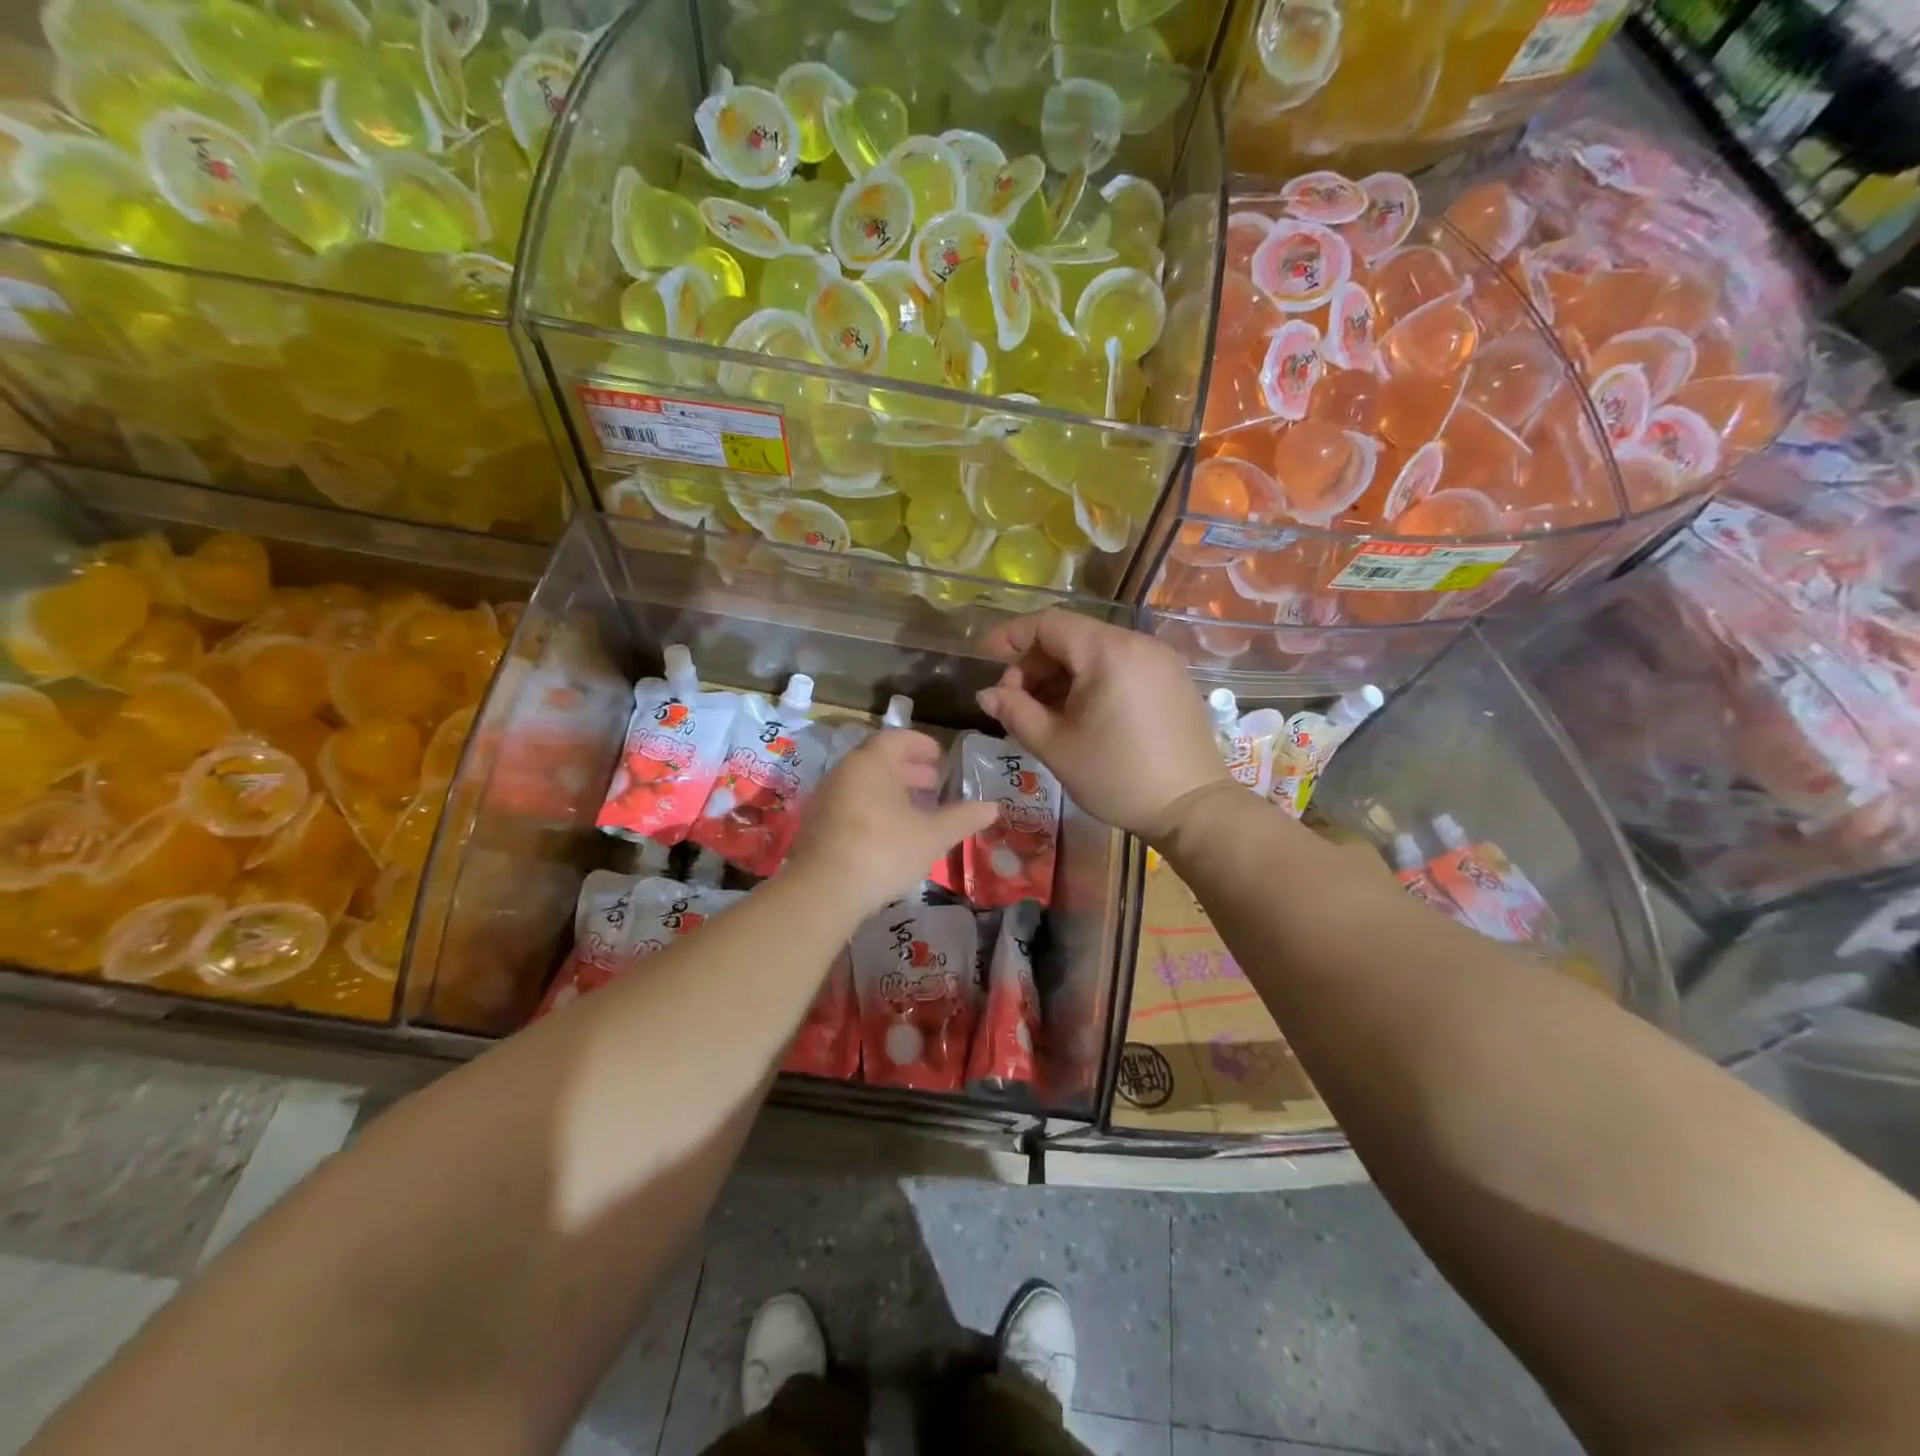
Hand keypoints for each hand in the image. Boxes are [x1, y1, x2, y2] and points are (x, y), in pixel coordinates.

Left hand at [787, 730, 998, 915]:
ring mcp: (827, 799)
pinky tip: (892, 833)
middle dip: (910, 771)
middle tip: (935, 784)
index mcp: (871, 762)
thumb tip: (993, 807)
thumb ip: (963, 818)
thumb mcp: (932, 835)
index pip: (898, 739)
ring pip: (865, 785)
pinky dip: (875, 809)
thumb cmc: (883, 850)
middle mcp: (845, 773)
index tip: (941, 758)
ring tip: (918, 811)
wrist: (823, 891)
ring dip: (893, 792)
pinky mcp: (818, 826)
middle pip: (880, 761)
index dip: (922, 745)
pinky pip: (852, 805)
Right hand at [977, 610, 1233, 845]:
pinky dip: (1090, 681)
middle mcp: (1137, 643)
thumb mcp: (1056, 746)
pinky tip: (1077, 714)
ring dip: (1061, 674)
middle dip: (1035, 663)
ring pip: (1095, 652)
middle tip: (1014, 701)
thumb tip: (986, 693)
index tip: (984, 657)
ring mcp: (1159, 660)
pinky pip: (1120, 666)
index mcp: (1108, 652)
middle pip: (1072, 636)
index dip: (1010, 636)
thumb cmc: (1117, 777)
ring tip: (1042, 712)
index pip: (1048, 624)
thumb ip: (1015, 712)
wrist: (1192, 809)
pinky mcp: (1172, 679)